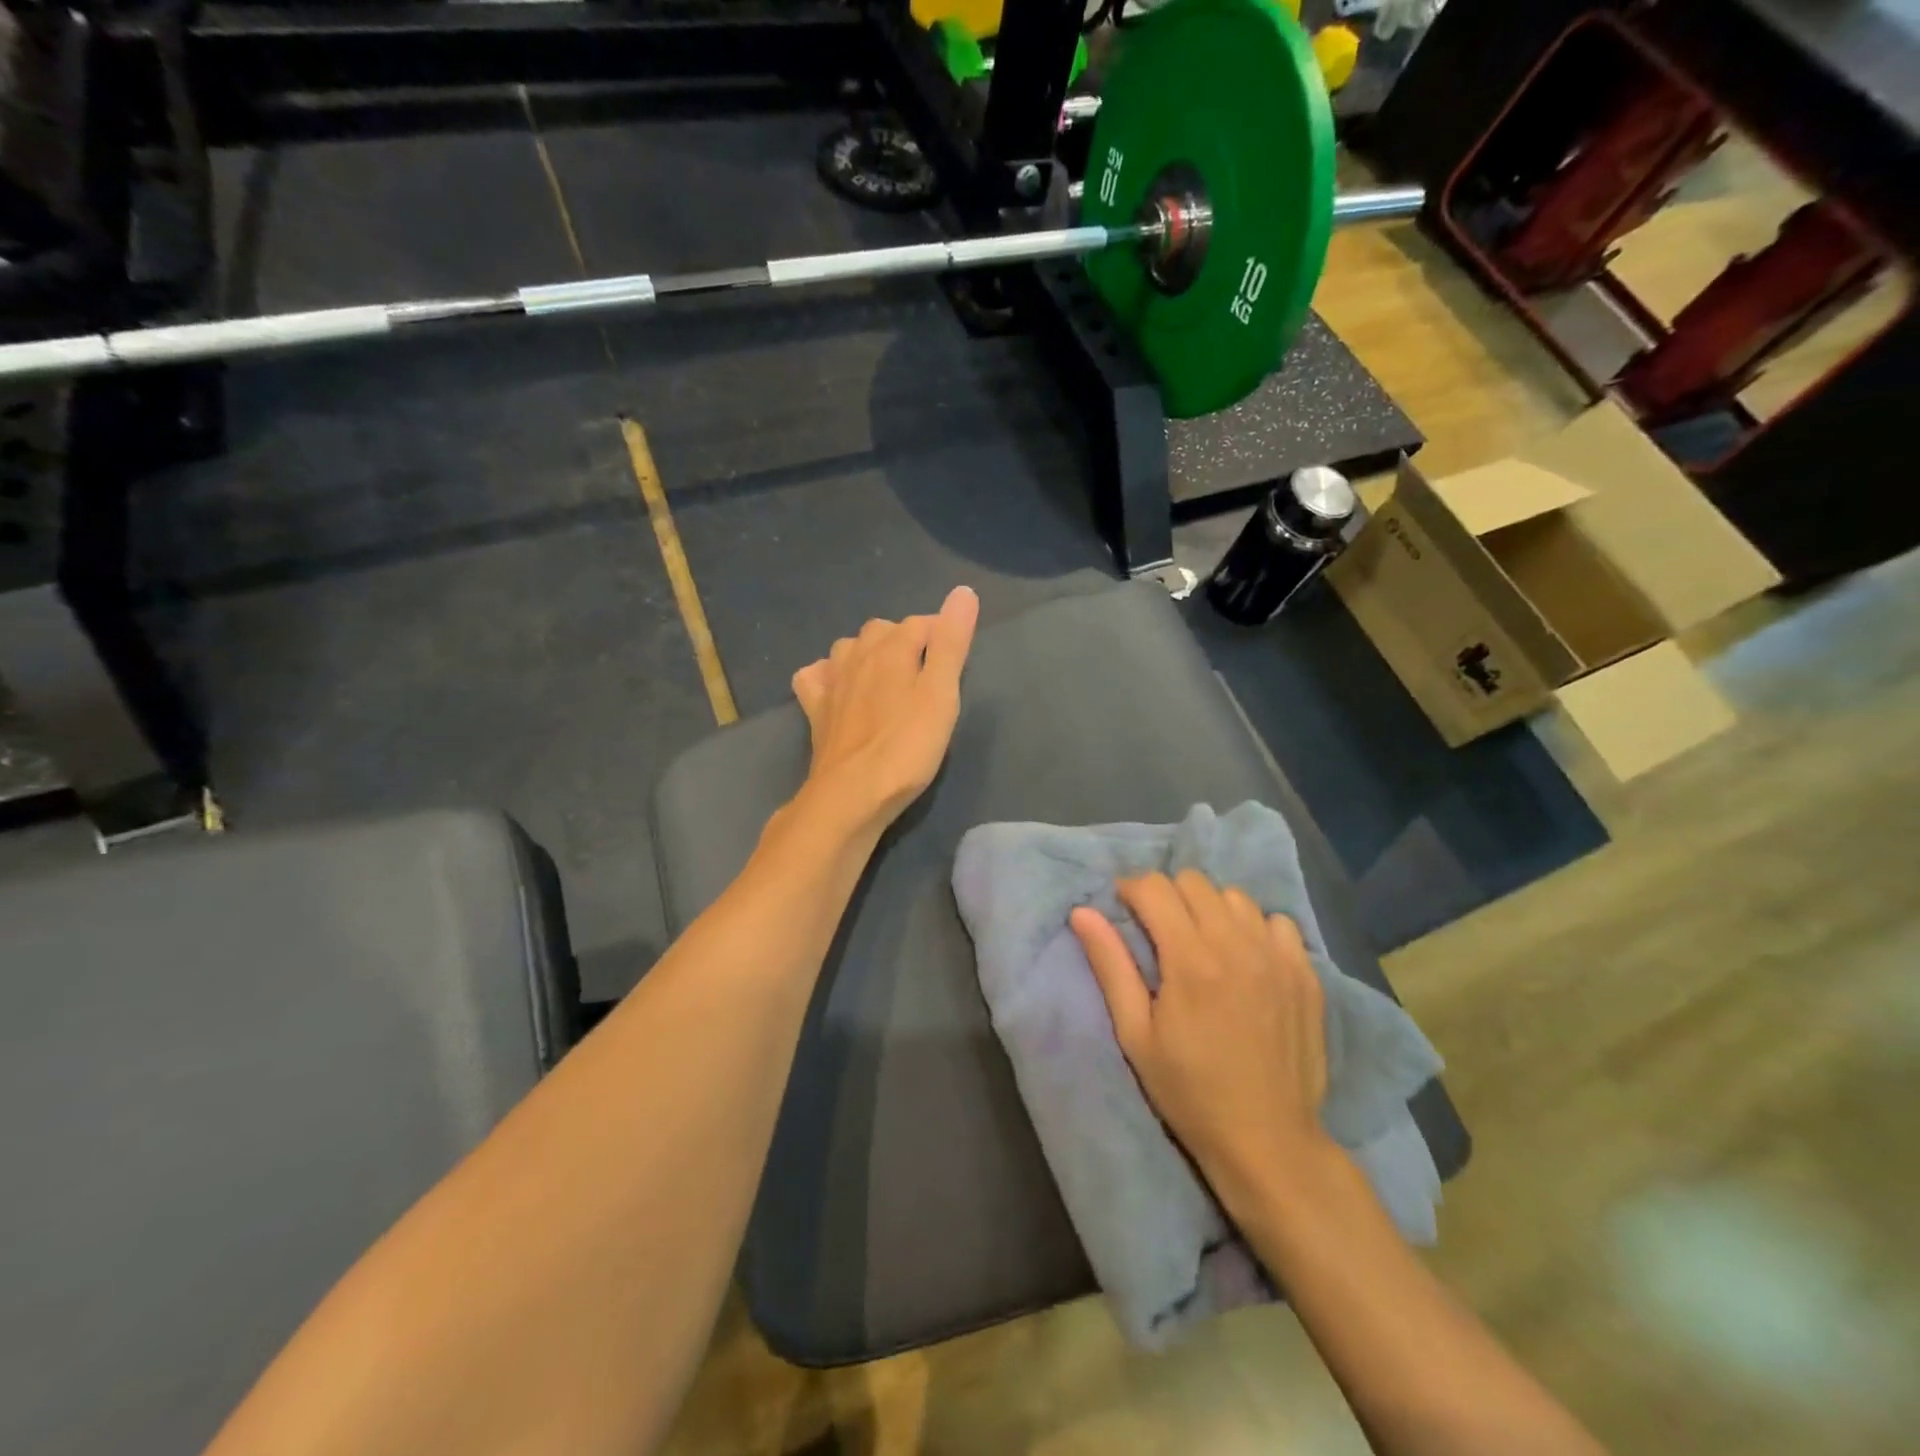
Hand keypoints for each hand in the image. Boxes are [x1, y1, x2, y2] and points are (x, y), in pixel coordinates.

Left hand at [790, 586, 979, 832]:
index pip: (921, 623)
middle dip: (905, 640)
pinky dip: (828, 674)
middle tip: (927, 672)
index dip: (942, 634)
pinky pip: (816, 676)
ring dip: (868, 653)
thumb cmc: (907, 747)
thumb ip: (951, 643)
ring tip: (888, 678)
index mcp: (892, 648)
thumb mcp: (941, 695)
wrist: (851, 793)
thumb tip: (963, 591)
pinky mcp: (814, 709)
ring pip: (848, 648)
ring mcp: (831, 681)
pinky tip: (839, 689)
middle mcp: (856, 655)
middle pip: (883, 631)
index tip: (957, 658)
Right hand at [1070, 871, 1330, 1193]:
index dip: (1131, 889)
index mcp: (1190, 959)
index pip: (1155, 888)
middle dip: (1168, 894)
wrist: (1268, 1140)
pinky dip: (1254, 927)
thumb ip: (1110, 965)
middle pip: (1194, 881)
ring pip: (1235, 897)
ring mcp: (1278, 957)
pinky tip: (1245, 957)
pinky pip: (1277, 922)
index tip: (1124, 908)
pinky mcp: (1306, 974)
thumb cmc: (1189, 1090)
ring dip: (1210, 908)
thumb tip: (1082, 912)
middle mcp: (1237, 945)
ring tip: (1202, 941)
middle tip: (1159, 928)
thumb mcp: (1135, 1033)